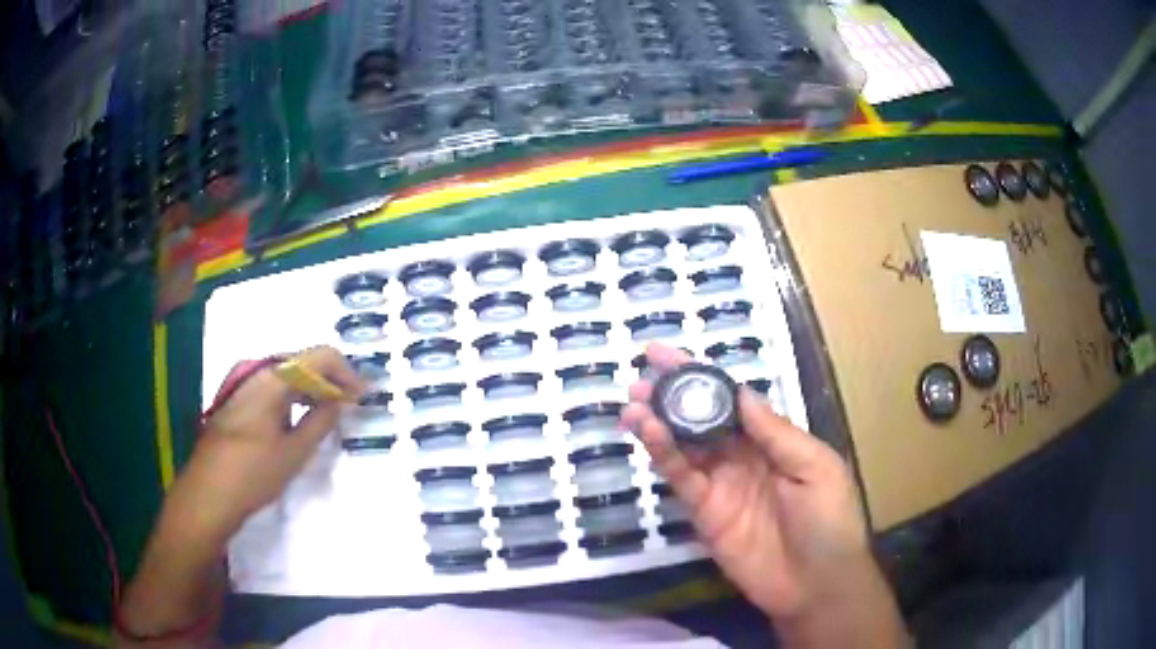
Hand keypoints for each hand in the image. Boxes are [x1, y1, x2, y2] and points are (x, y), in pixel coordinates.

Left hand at [166, 346, 365, 539]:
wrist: (209, 493)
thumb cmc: (253, 473)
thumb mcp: (295, 451)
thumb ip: (321, 421)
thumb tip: (340, 401)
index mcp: (272, 377)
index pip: (320, 356)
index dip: (346, 373)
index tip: (363, 397)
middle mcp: (257, 371)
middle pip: (303, 362)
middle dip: (330, 381)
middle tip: (351, 406)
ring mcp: (244, 384)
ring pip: (288, 376)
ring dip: (312, 390)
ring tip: (332, 413)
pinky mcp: (238, 400)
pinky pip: (274, 388)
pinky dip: (294, 398)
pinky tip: (303, 418)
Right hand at [621, 344, 881, 624]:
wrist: (816, 585)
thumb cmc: (829, 521)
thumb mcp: (815, 467)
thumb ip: (776, 432)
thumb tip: (741, 391)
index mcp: (775, 441)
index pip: (733, 400)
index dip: (703, 377)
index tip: (669, 356)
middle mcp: (744, 458)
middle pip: (702, 419)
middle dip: (672, 397)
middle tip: (640, 380)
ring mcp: (722, 486)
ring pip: (685, 446)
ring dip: (659, 423)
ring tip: (632, 405)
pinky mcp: (705, 514)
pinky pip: (681, 479)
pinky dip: (663, 456)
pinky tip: (648, 435)